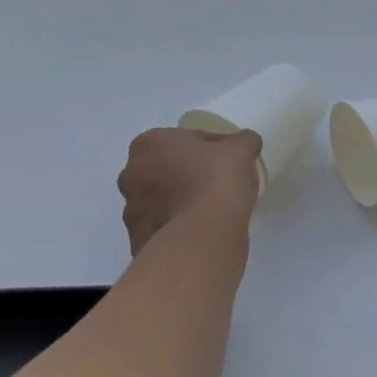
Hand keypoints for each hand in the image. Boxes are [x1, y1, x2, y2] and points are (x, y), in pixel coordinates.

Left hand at [117, 127, 261, 255]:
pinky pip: (161, 225)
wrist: (203, 237)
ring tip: (210, 210)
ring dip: (179, 200)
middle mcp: (130, 173)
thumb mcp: (241, 150)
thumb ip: (243, 141)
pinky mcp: (137, 238)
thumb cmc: (217, 182)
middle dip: (188, 173)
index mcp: (149, 144)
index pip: (187, 139)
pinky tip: (200, 230)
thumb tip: (246, 142)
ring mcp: (130, 208)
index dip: (212, 148)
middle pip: (168, 167)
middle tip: (218, 184)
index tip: (229, 161)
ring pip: (161, 198)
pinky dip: (177, 225)